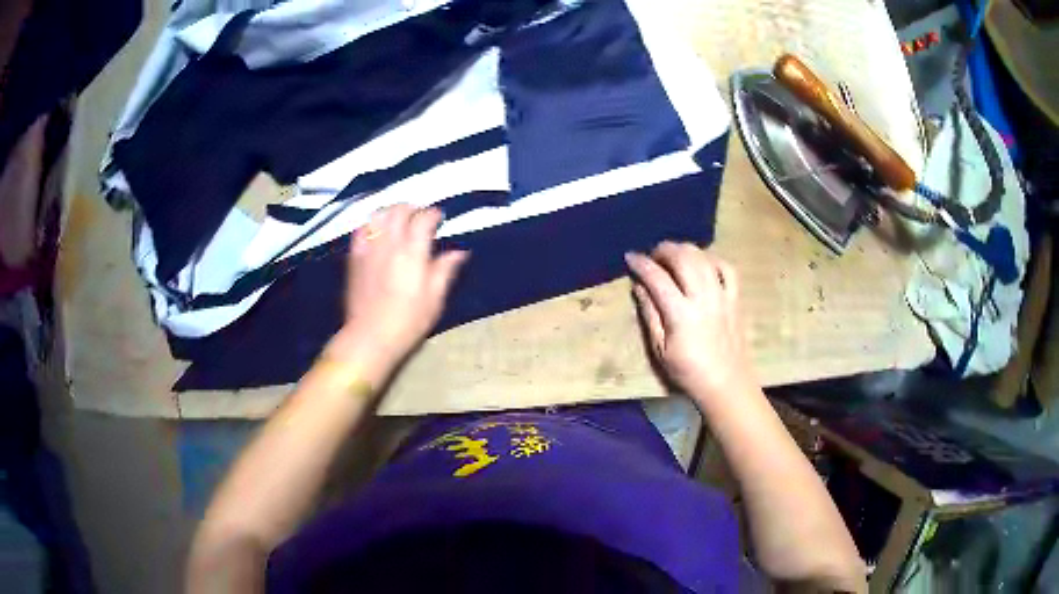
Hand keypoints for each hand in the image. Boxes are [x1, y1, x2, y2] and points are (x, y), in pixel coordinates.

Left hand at [325, 204, 467, 382]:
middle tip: (421, 217)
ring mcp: (369, 249)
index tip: (440, 218)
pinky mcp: (354, 257)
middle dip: (413, 208)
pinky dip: (371, 225)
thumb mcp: (434, 299)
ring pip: (379, 215)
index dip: (434, 214)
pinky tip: (376, 232)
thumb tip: (459, 252)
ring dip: (391, 212)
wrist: (370, 336)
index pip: (424, 219)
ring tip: (399, 220)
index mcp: (412, 252)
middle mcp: (389, 244)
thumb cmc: (408, 321)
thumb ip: (445, 270)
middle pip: (400, 210)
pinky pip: (361, 230)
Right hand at [625, 242, 754, 400]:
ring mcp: (722, 295)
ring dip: (685, 250)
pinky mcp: (735, 298)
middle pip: (683, 257)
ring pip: (703, 257)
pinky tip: (702, 264)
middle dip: (664, 250)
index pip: (657, 277)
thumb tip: (639, 287)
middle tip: (652, 256)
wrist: (726, 383)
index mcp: (680, 314)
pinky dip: (711, 260)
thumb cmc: (688, 371)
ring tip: (673, 257)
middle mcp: (702, 298)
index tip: (630, 258)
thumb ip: (650, 314)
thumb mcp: (660, 349)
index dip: (641, 264)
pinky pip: (726, 268)